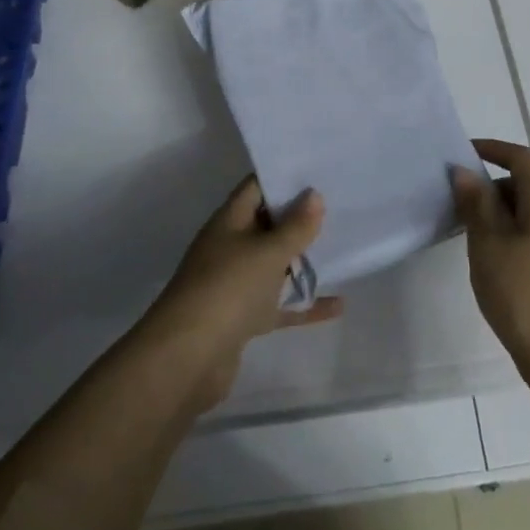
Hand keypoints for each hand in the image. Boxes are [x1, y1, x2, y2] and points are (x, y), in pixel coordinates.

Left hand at [138, 176, 342, 412]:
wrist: (187, 360)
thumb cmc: (228, 290)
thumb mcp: (267, 252)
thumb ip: (295, 226)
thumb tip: (313, 194)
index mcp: (228, 222)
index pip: (256, 188)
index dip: (283, 177)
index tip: (318, 170)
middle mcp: (230, 248)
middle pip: (267, 225)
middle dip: (299, 218)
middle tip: (340, 205)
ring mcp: (236, 285)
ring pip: (274, 265)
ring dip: (303, 260)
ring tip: (343, 248)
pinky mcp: (243, 319)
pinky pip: (279, 305)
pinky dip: (305, 304)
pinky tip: (338, 305)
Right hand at [454, 138, 529, 383]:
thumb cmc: (523, 296)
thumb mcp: (488, 245)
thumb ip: (476, 204)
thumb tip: (466, 170)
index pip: (522, 158)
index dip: (494, 149)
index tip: (465, 155)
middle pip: (529, 187)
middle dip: (495, 190)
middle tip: (462, 212)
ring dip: (509, 218)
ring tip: (482, 242)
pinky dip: (529, 243)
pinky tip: (522, 263)